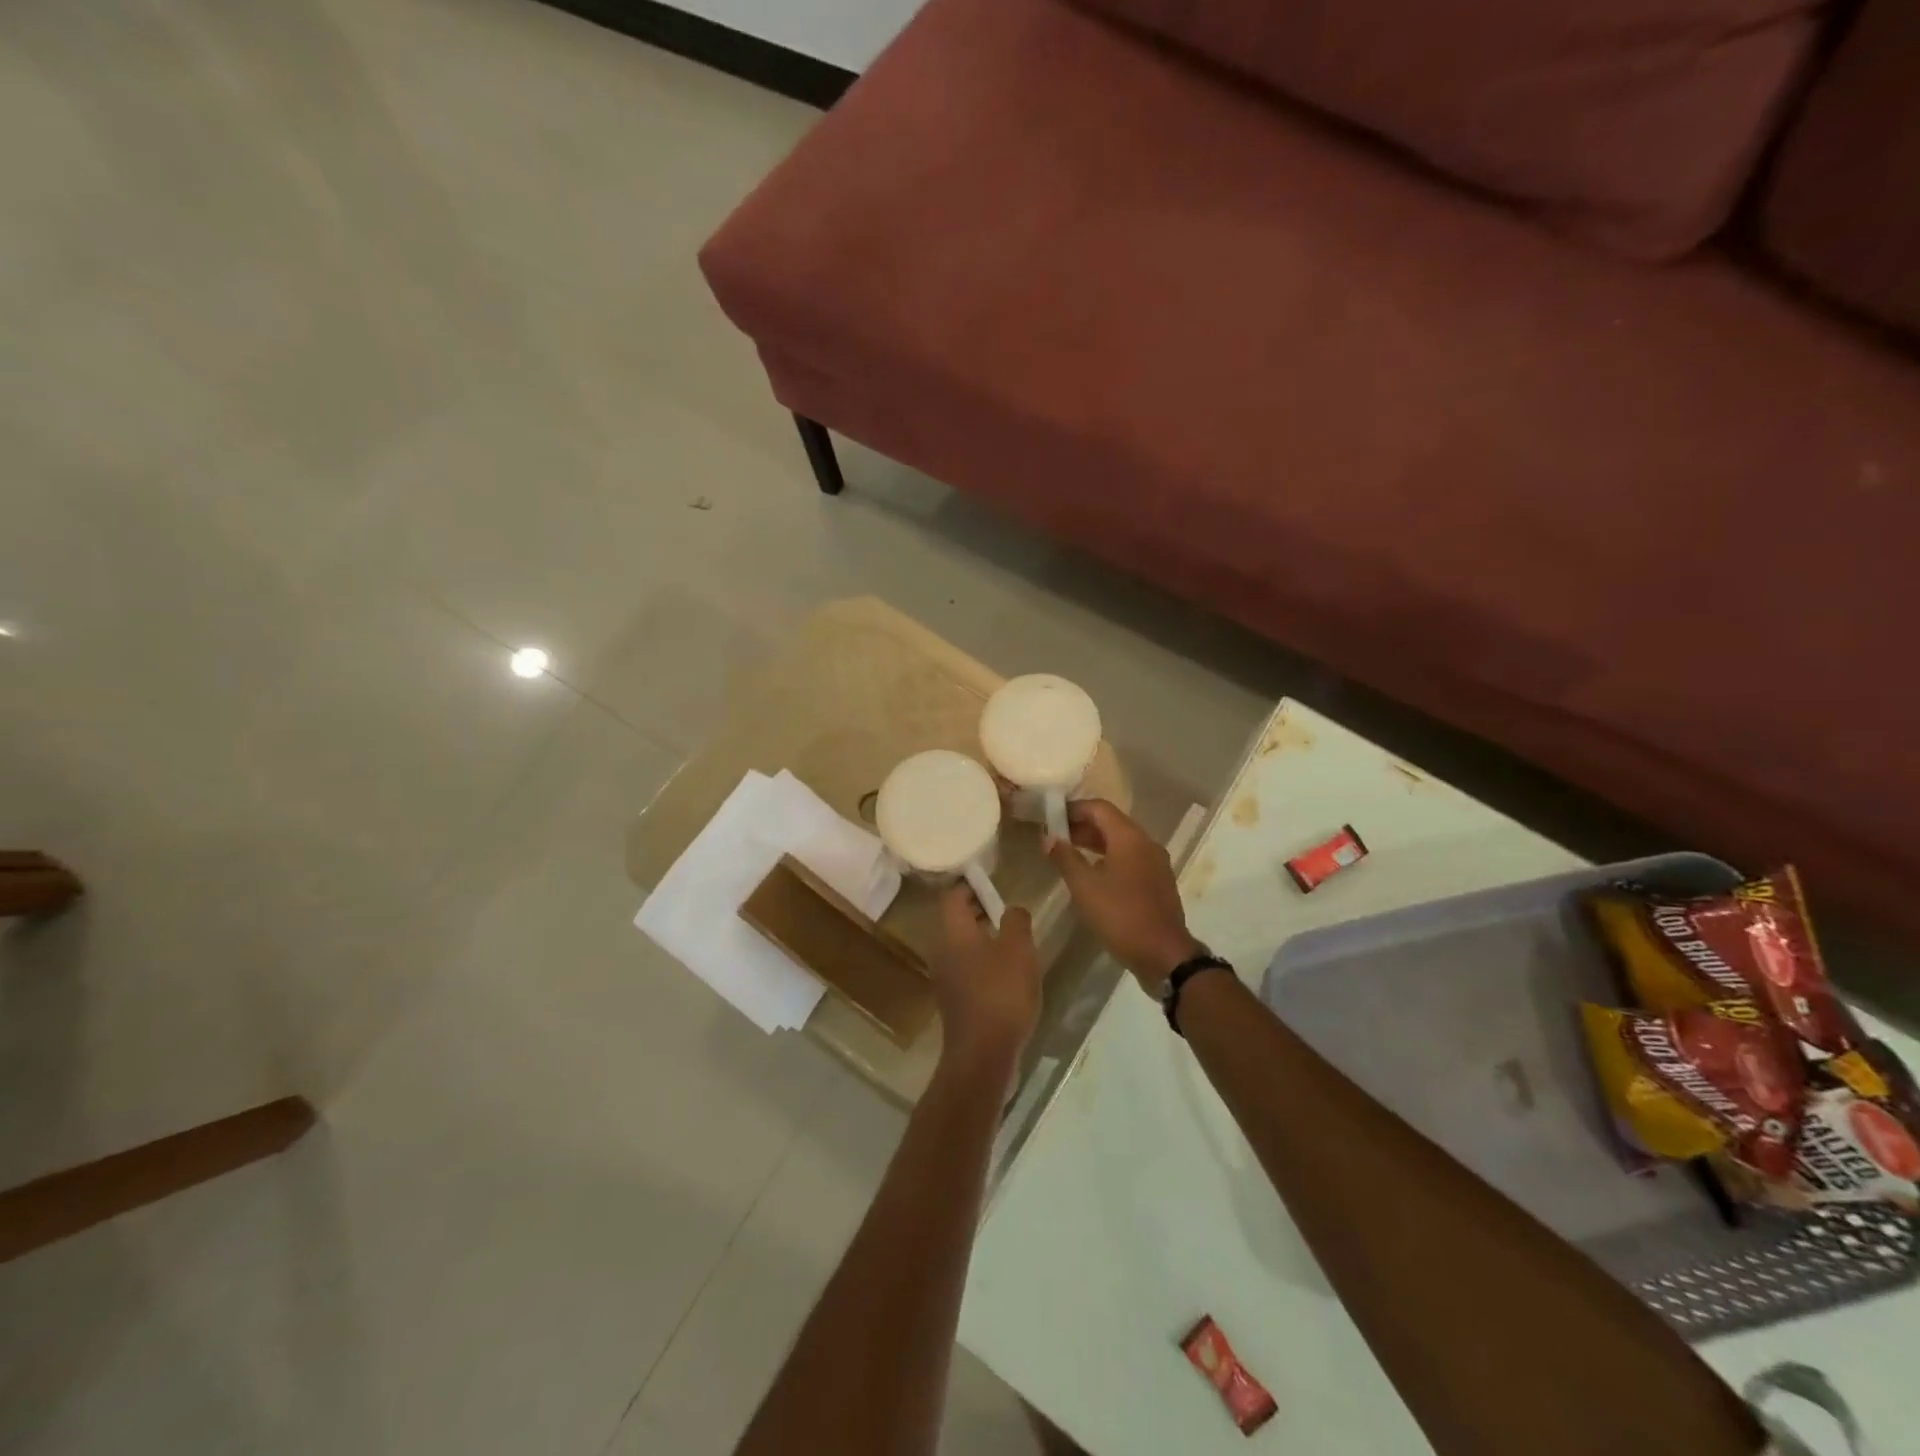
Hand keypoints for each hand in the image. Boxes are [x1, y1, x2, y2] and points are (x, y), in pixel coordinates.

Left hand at [928, 885, 1043, 1063]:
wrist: (982, 1054)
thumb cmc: (1000, 993)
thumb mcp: (1018, 949)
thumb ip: (1016, 921)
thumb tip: (1011, 909)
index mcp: (952, 932)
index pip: (952, 896)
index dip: (971, 885)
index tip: (993, 883)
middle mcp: (941, 950)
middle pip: (955, 920)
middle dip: (979, 910)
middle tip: (1006, 909)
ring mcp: (944, 976)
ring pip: (961, 944)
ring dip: (982, 937)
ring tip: (1011, 939)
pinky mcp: (954, 998)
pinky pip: (965, 967)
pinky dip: (982, 960)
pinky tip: (1005, 971)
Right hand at [1046, 799, 1201, 993]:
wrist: (1164, 955)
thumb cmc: (1121, 916)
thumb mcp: (1085, 888)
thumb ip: (1065, 858)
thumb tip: (1048, 837)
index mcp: (1130, 838)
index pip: (1099, 808)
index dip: (1074, 808)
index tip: (1051, 815)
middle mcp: (1146, 843)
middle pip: (1112, 822)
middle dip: (1082, 825)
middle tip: (1055, 834)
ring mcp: (1155, 863)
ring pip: (1122, 841)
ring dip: (1095, 842)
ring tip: (1068, 852)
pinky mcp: (1158, 881)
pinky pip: (1130, 858)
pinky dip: (1109, 857)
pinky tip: (1092, 873)